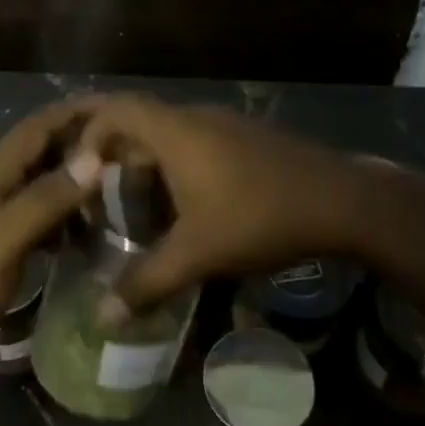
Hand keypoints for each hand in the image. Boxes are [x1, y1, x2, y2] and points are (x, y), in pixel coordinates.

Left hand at [0, 99, 103, 363]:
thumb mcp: (5, 238)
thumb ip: (47, 197)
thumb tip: (94, 156)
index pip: (39, 125)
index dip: (76, 111)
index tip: (121, 109)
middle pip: (43, 149)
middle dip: (82, 143)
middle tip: (131, 150)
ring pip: (43, 182)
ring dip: (77, 180)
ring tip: (119, 190)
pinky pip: (40, 214)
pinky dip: (66, 214)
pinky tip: (87, 232)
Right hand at [76, 95, 367, 319]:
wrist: (344, 201)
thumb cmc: (260, 217)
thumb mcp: (198, 254)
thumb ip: (147, 283)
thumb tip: (103, 316)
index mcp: (176, 132)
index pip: (117, 109)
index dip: (90, 134)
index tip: (80, 174)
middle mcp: (197, 119)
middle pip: (141, 123)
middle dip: (116, 158)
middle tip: (102, 198)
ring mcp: (228, 126)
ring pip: (172, 136)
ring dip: (150, 166)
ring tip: (141, 209)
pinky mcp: (250, 140)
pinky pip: (198, 144)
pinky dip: (179, 168)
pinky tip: (189, 209)